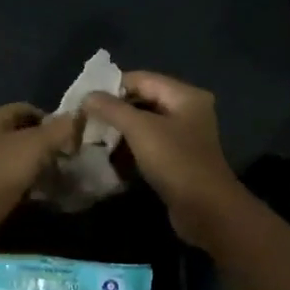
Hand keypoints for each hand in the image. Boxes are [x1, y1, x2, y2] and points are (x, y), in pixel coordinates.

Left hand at [0, 102, 82, 222]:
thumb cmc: (1, 171)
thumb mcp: (36, 145)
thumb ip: (59, 129)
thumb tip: (77, 117)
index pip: (26, 109)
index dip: (50, 119)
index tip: (70, 136)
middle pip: (21, 133)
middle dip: (46, 143)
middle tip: (66, 157)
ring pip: (17, 156)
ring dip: (37, 164)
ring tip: (58, 175)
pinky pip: (10, 177)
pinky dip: (26, 181)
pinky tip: (41, 191)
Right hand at [83, 72, 247, 246]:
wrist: (206, 210)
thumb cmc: (175, 162)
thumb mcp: (140, 130)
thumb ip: (112, 109)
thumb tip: (87, 96)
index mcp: (185, 96)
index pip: (141, 79)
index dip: (111, 86)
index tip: (84, 99)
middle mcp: (187, 110)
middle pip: (142, 100)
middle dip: (113, 109)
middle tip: (84, 119)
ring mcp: (183, 136)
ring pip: (144, 124)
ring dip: (119, 130)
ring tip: (91, 136)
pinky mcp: (177, 158)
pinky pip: (148, 144)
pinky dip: (129, 147)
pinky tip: (108, 154)